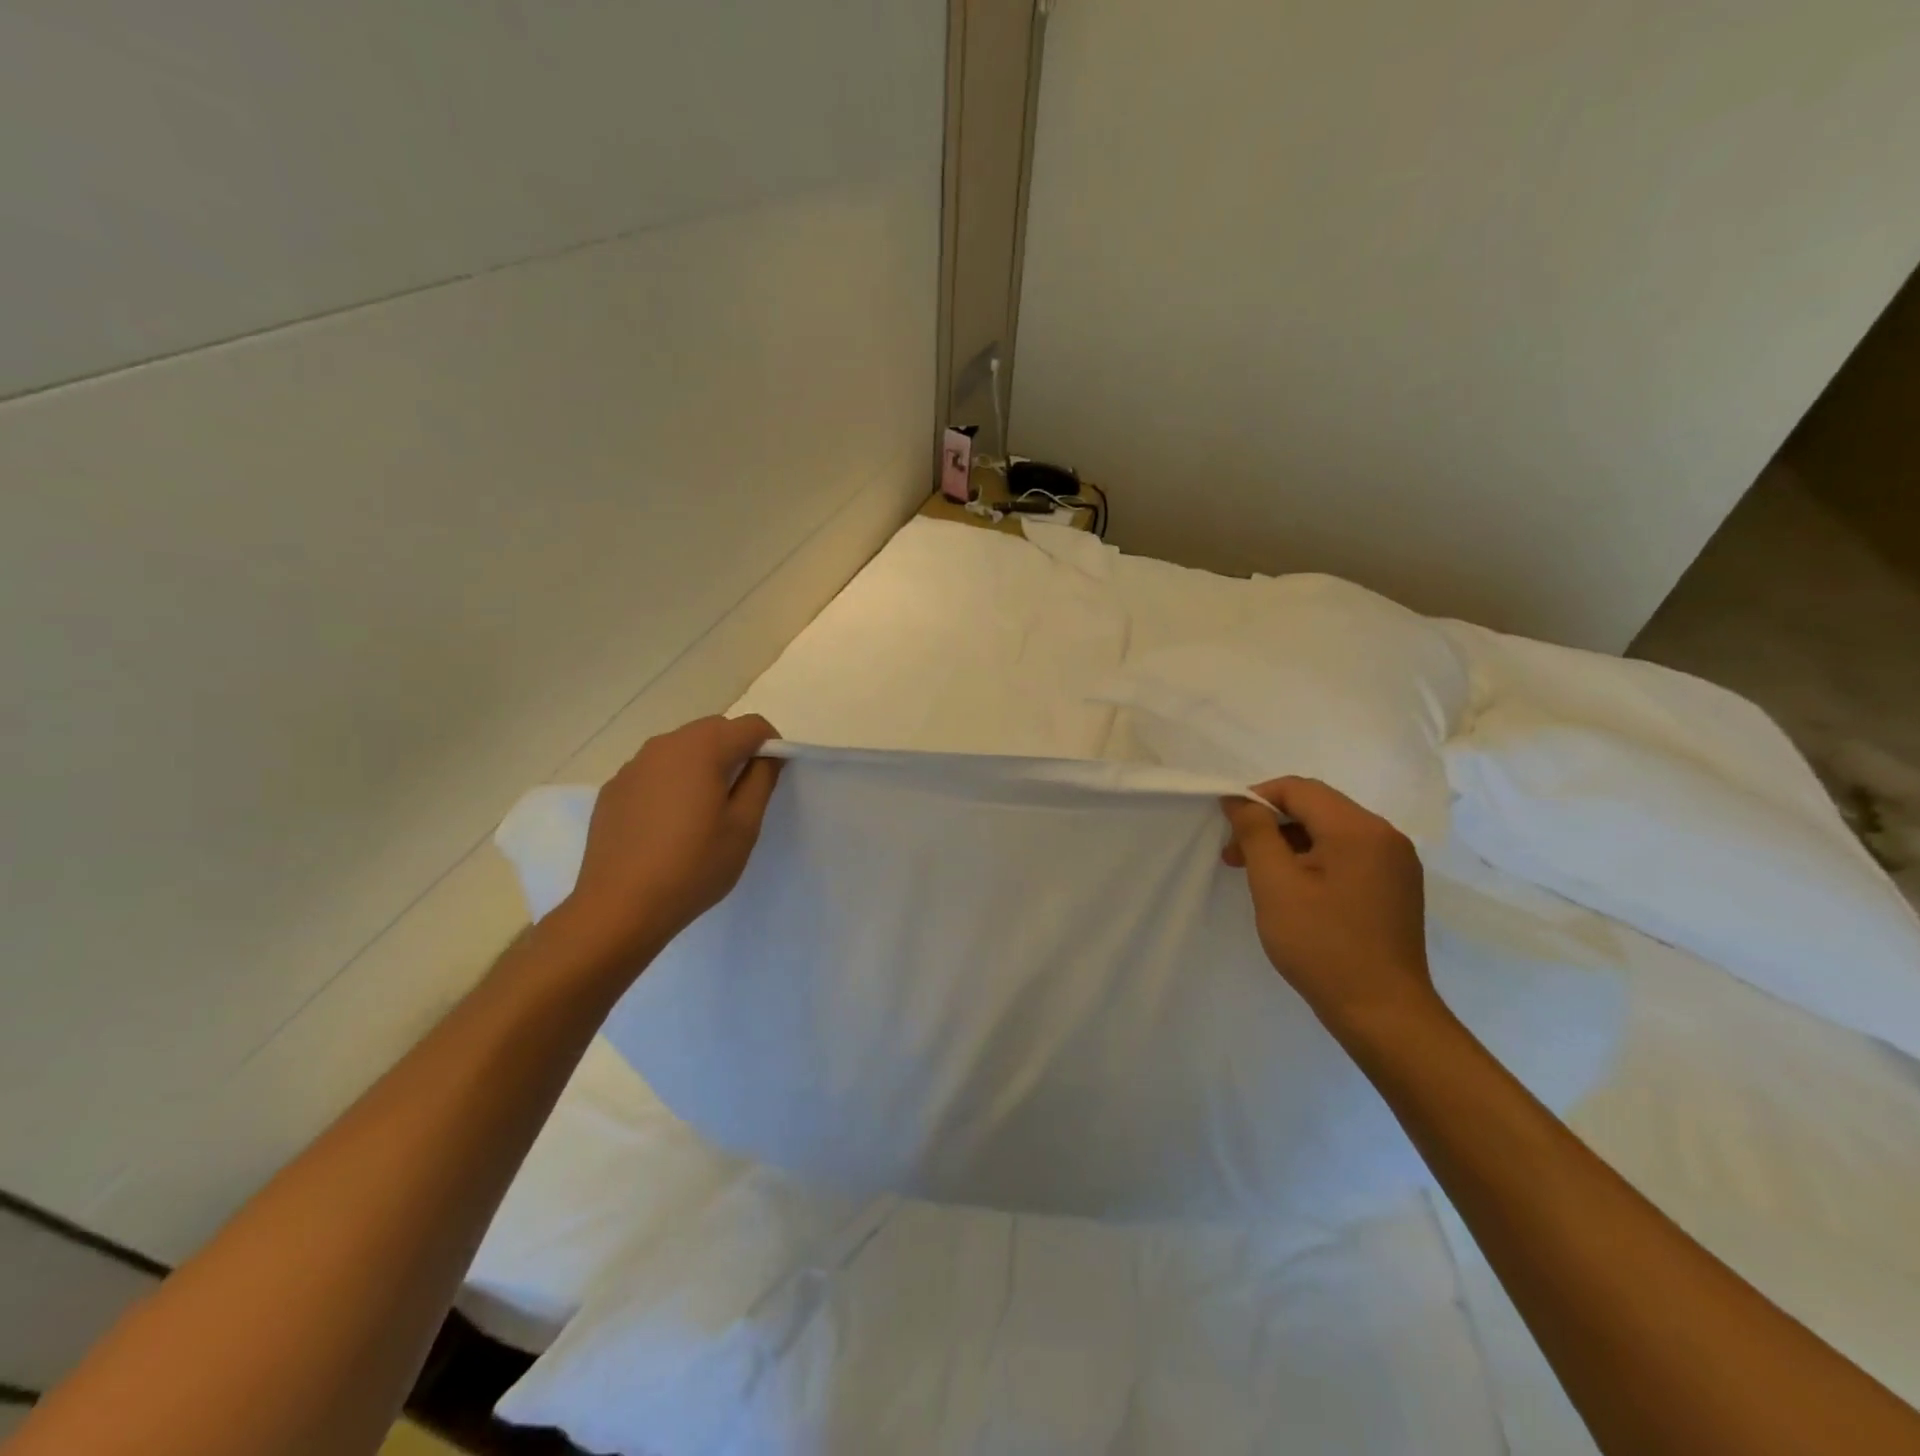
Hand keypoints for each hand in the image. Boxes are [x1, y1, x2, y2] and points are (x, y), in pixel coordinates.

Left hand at [558, 714, 782, 967]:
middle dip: (736, 750)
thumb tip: (768, 756)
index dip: (771, 745)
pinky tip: (669, 824)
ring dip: (703, 765)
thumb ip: (761, 780)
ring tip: (705, 811)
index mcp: (702, 748)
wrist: (618, 908)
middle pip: (714, 730)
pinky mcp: (613, 789)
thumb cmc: (693, 867)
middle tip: (742, 795)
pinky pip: (654, 771)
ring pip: (682, 748)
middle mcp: (665, 745)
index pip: (751, 725)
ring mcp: (633, 766)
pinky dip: (672, 782)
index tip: (772, 778)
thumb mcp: (743, 827)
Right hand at [1220, 777, 1435, 1032]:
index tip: (1227, 827)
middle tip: (1235, 856)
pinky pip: (1347, 854)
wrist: (1383, 1013)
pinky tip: (1293, 889)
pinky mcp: (1396, 886)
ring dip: (1289, 843)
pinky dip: (1314, 860)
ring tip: (1258, 875)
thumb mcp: (1275, 884)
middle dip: (1270, 823)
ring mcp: (1395, 862)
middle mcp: (1385, 836)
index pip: (1299, 789)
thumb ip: (1255, 832)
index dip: (1257, 798)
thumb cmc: (1321, 945)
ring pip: (1331, 831)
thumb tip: (1239, 799)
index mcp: (1358, 829)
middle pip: (1316, 807)